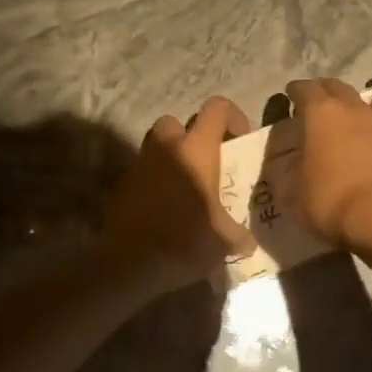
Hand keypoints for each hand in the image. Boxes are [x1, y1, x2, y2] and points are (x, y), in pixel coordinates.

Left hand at [101, 97, 255, 295]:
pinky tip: (167, 208)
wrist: (130, 263)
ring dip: (173, 158)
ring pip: (158, 145)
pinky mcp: (123, 185)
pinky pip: (145, 172)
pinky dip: (156, 181)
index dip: (233, 116)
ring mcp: (140, 164)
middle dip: (193, 136)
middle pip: (178, 122)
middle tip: (208, 164)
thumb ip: (239, 235)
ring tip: (188, 187)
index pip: (217, 108)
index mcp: (197, 149)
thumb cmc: (184, 241)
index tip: (239, 141)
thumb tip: (248, 242)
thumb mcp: (224, 241)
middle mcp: (167, 147)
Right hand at [285, 78, 371, 248]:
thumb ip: (294, 171)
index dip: (296, 91)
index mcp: (323, 114)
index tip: (291, 94)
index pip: (305, 89)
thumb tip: (297, 166)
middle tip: (319, 103)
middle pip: (339, 87)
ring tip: (357, 118)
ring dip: (362, 106)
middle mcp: (356, 110)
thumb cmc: (333, 202)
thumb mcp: (296, 193)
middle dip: (326, 91)